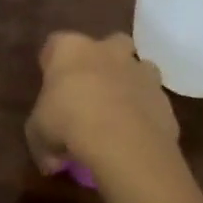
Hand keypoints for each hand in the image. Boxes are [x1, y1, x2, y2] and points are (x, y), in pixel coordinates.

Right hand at [26, 31, 180, 179]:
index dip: (53, 65)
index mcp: (70, 49)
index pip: (56, 44)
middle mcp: (107, 50)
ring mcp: (140, 71)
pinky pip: (153, 102)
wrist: (122, 140)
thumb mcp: (38, 134)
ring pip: (138, 68)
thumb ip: (43, 140)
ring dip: (131, 85)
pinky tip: (136, 137)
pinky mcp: (163, 99)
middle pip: (109, 43)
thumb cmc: (69, 123)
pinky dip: (146, 114)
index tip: (51, 88)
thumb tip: (49, 159)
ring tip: (119, 114)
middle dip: (103, 62)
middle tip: (92, 91)